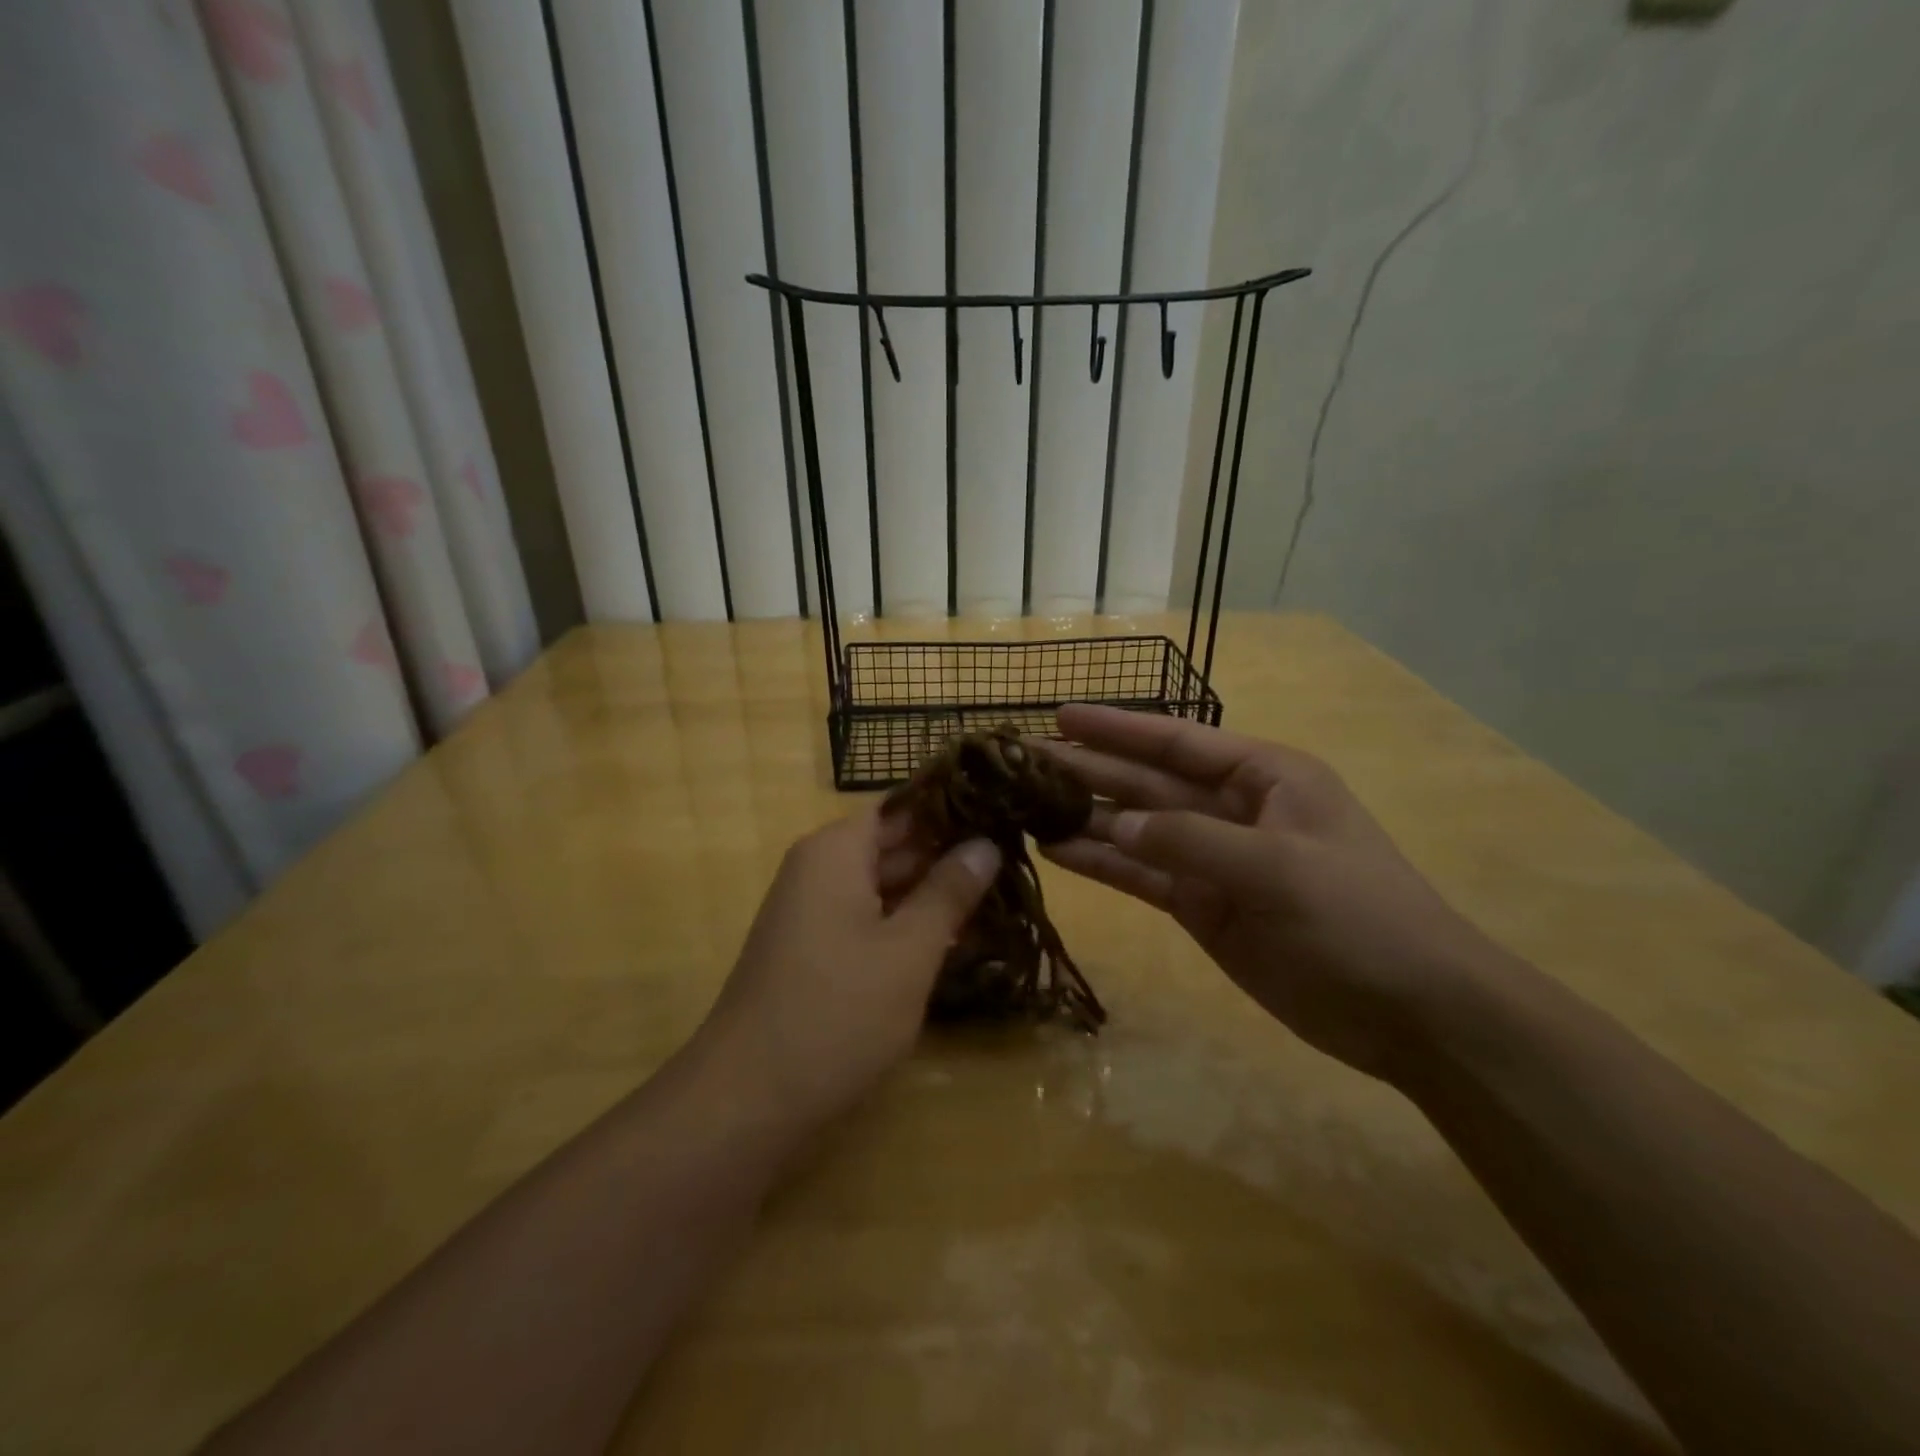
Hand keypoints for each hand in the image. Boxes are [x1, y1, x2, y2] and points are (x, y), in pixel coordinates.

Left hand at [696, 809, 998, 1127]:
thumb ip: (949, 892)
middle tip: (1017, 854)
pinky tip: (960, 936)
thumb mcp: (908, 951)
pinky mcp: (817, 950)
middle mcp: (820, 869)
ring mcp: (815, 912)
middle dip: (951, 851)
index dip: (952, 805)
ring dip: (936, 891)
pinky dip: (911, 922)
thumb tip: (986, 844)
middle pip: (895, 843)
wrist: (747, 1100)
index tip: (1003, 807)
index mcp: (836, 850)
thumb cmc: (836, 1012)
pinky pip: (871, 918)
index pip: (902, 805)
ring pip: (886, 884)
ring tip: (1004, 891)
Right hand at [1038, 705, 1502, 1079]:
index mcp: (1263, 776)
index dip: (1118, 727)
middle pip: (1146, 782)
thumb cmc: (1360, 917)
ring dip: (1085, 817)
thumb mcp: (1279, 867)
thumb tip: (1115, 825)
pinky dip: (1102, 864)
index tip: (1061, 716)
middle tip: (1023, 761)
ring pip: (1136, 828)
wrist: (1412, 1011)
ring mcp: (1213, 860)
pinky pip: (1141, 876)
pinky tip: (1056, 852)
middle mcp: (1231, 809)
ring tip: (1024, 805)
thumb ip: (1190, 840)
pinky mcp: (1201, 906)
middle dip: (1089, 769)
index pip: (1176, 741)